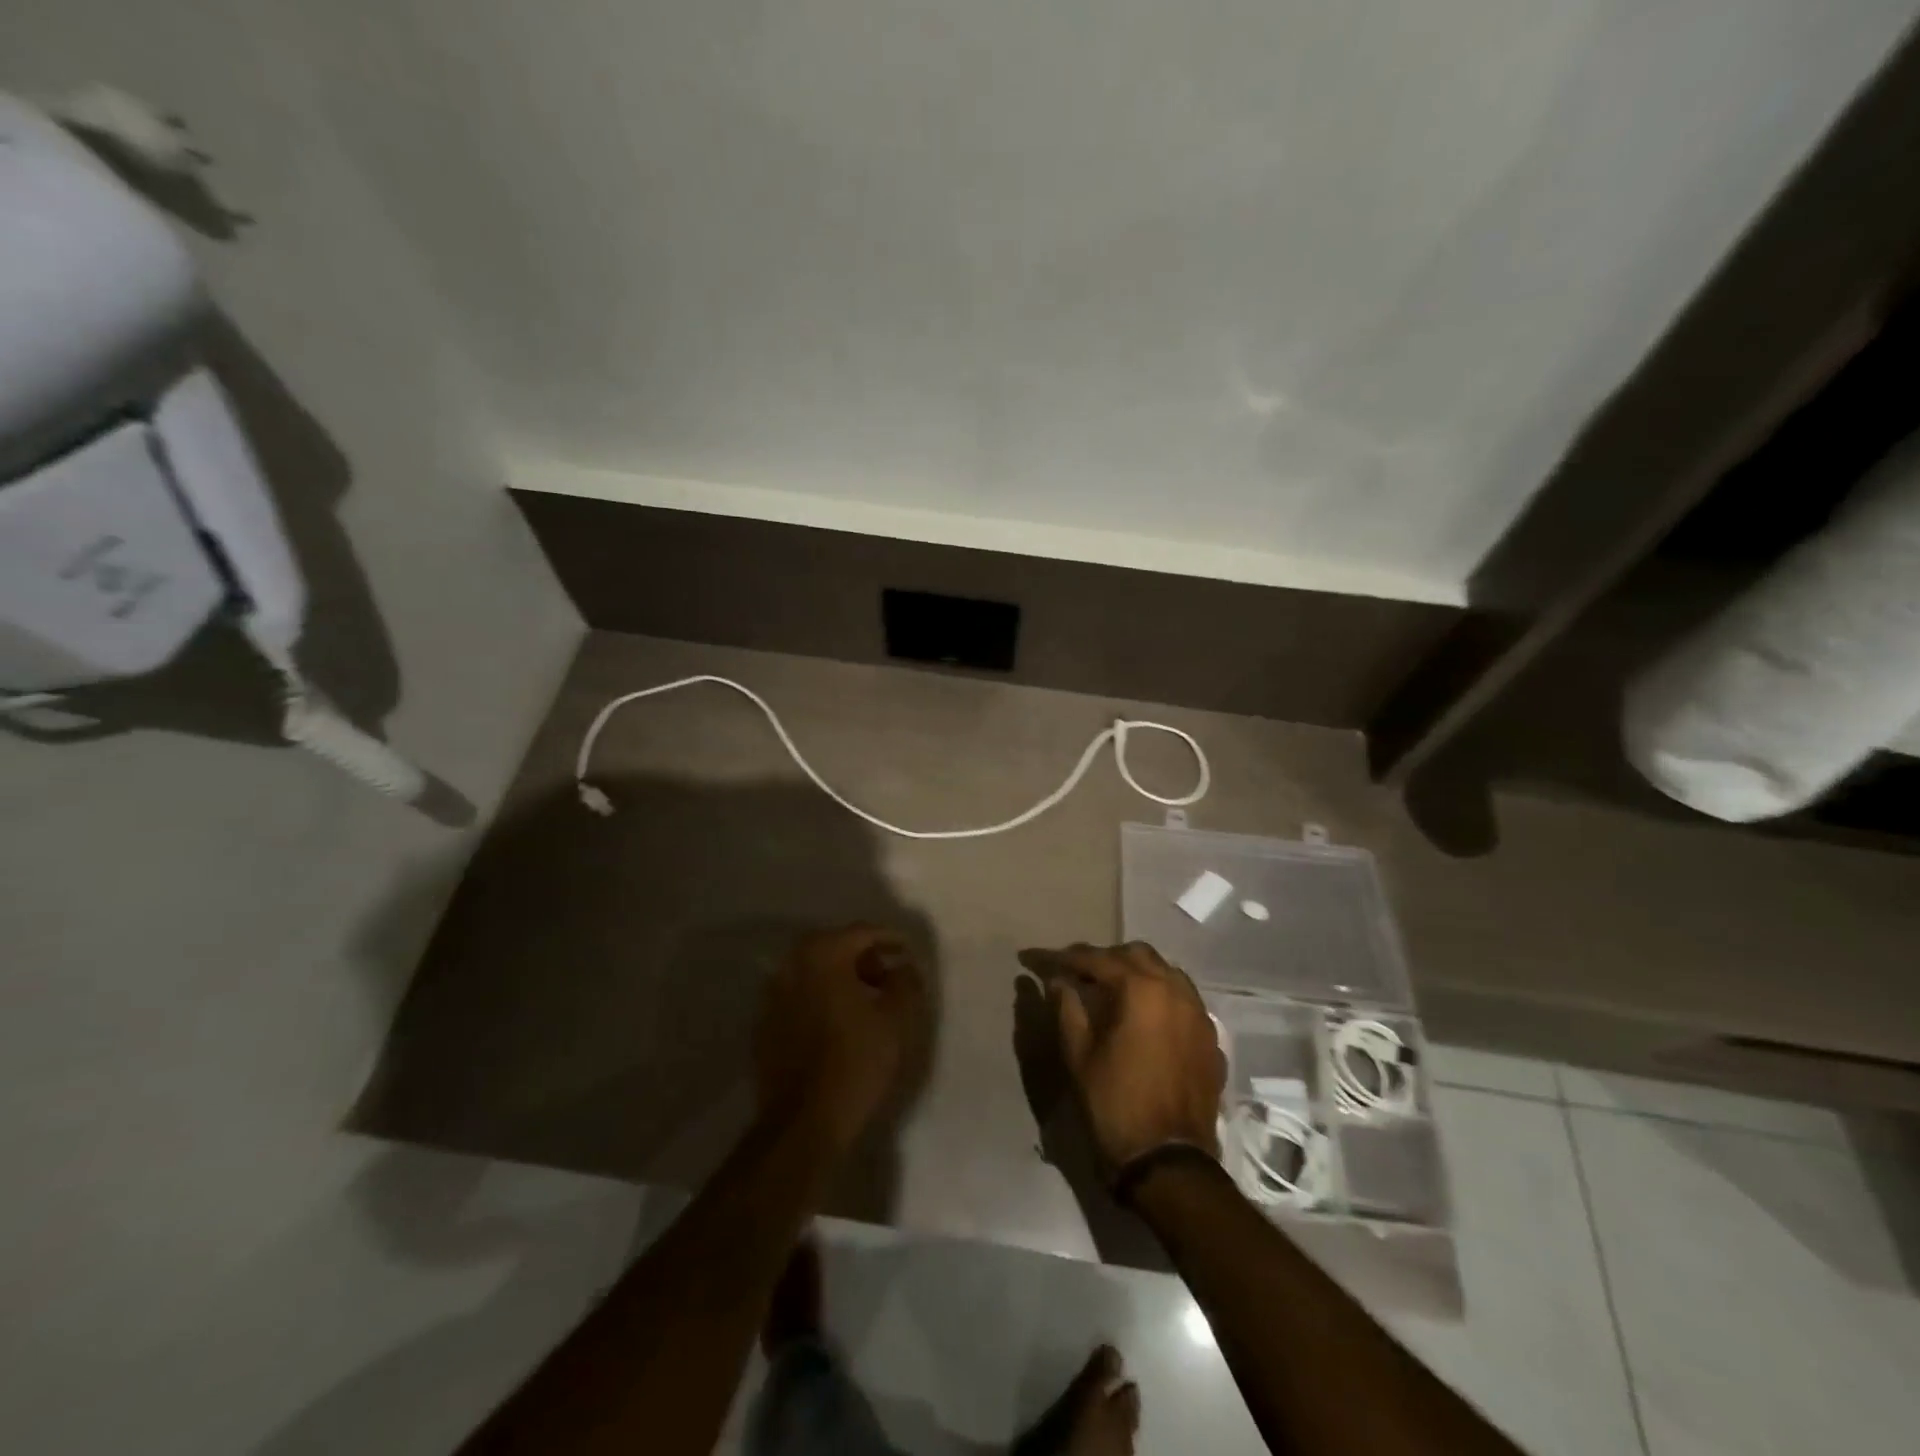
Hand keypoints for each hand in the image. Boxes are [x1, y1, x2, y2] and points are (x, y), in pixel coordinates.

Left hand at [756, 925, 926, 1155]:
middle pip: (834, 947)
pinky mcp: (765, 1024)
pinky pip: (800, 997)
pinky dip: (821, 999)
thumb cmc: (856, 1061)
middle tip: (888, 977)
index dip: (890, 939)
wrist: (803, 1121)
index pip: (861, 932)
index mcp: (822, 954)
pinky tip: (839, 1023)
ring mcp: (772, 995)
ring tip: (867, 1002)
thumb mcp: (896, 1018)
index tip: (908, 952)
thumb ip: (905, 982)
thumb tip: (904, 966)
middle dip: (864, 957)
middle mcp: (791, 965)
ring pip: (814, 972)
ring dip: (841, 978)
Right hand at [1019, 942, 1224, 1172]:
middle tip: (1076, 974)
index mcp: (1141, 989)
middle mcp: (1175, 990)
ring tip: (1111, 991)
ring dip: (1136, 973)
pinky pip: (1183, 999)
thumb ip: (1067, 1008)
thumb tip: (1057, 980)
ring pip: (1165, 972)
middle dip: (1104, 958)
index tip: (1035, 959)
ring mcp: (1199, 1013)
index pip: (1095, 959)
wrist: (1169, 1163)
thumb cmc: (1115, 1105)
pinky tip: (1144, 1017)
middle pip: (1136, 954)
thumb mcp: (1079, 1055)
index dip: (1062, 958)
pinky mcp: (1210, 1038)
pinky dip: (1160, 996)